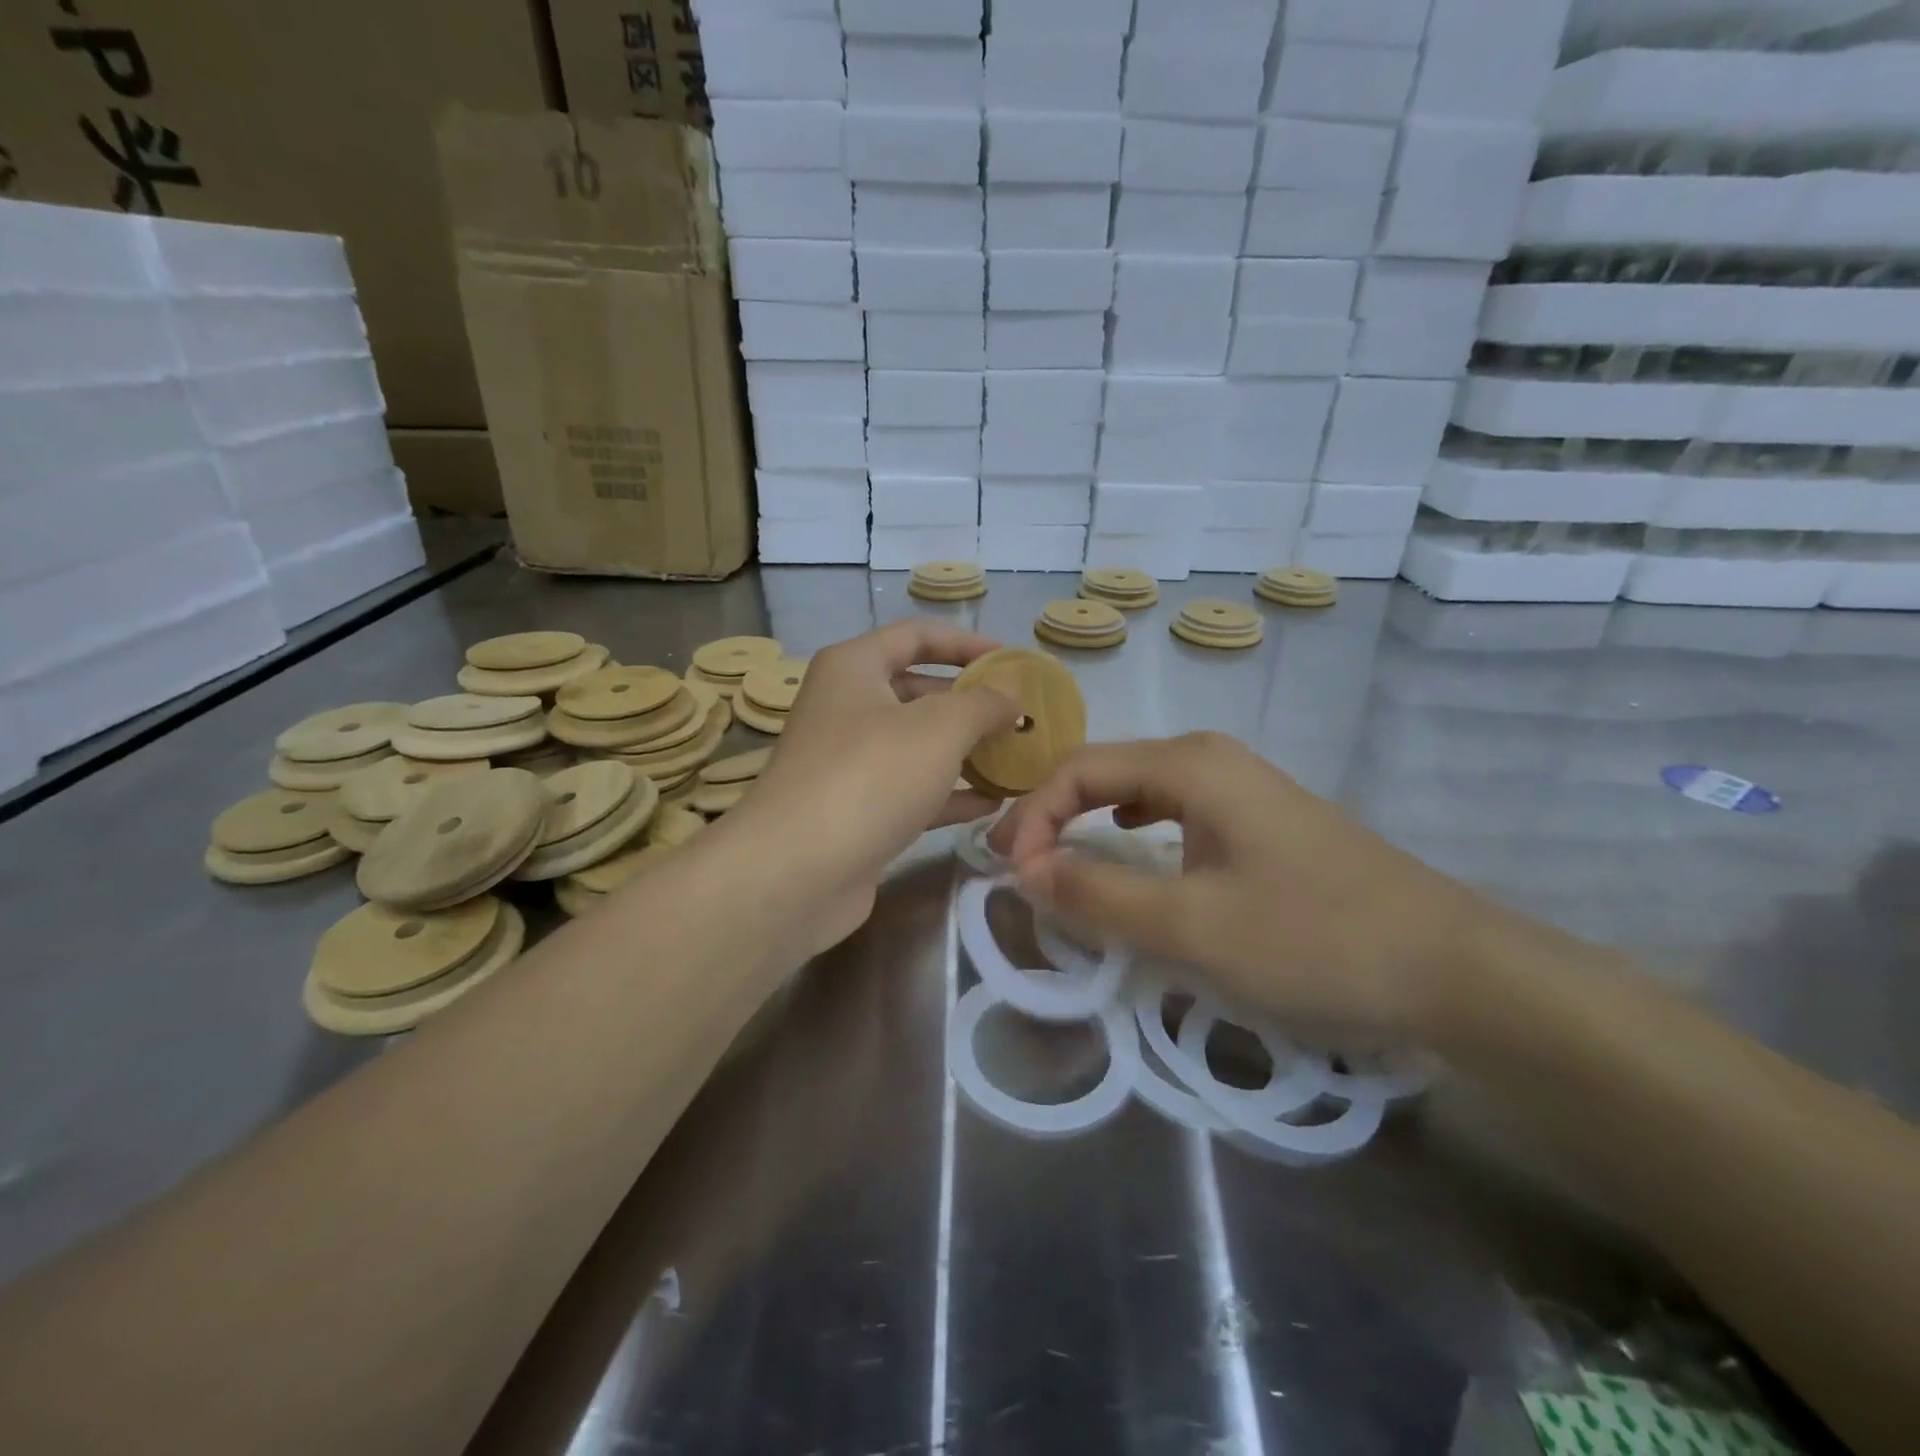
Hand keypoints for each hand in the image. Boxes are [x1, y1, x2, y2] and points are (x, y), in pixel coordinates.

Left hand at [724, 620, 1017, 951]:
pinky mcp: (857, 811)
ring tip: (1016, 757)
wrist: (797, 872)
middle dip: (971, 703)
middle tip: (1021, 716)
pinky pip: (912, 790)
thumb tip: (1011, 697)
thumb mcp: (938, 728)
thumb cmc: (870, 776)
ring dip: (966, 751)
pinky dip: (950, 793)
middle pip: (918, 691)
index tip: (1011, 660)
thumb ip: (983, 704)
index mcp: (854, 668)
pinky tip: (992, 803)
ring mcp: (850, 762)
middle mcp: (847, 707)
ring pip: (918, 745)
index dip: (966, 643)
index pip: (916, 636)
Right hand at [991, 732, 1499, 1040]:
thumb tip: (1025, 871)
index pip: (1079, 770)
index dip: (1032, 816)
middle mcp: (1211, 759)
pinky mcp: (1262, 820)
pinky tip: (1132, 847)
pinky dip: (1133, 830)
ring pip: (1139, 790)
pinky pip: (1174, 811)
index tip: (1007, 873)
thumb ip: (1099, 895)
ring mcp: (1242, 787)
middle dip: (1053, 815)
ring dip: (1090, 821)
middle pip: (1106, 771)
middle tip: (1018, 866)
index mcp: (1190, 764)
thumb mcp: (1191, 926)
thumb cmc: (1314, 938)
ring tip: (1059, 858)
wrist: (1453, 967)